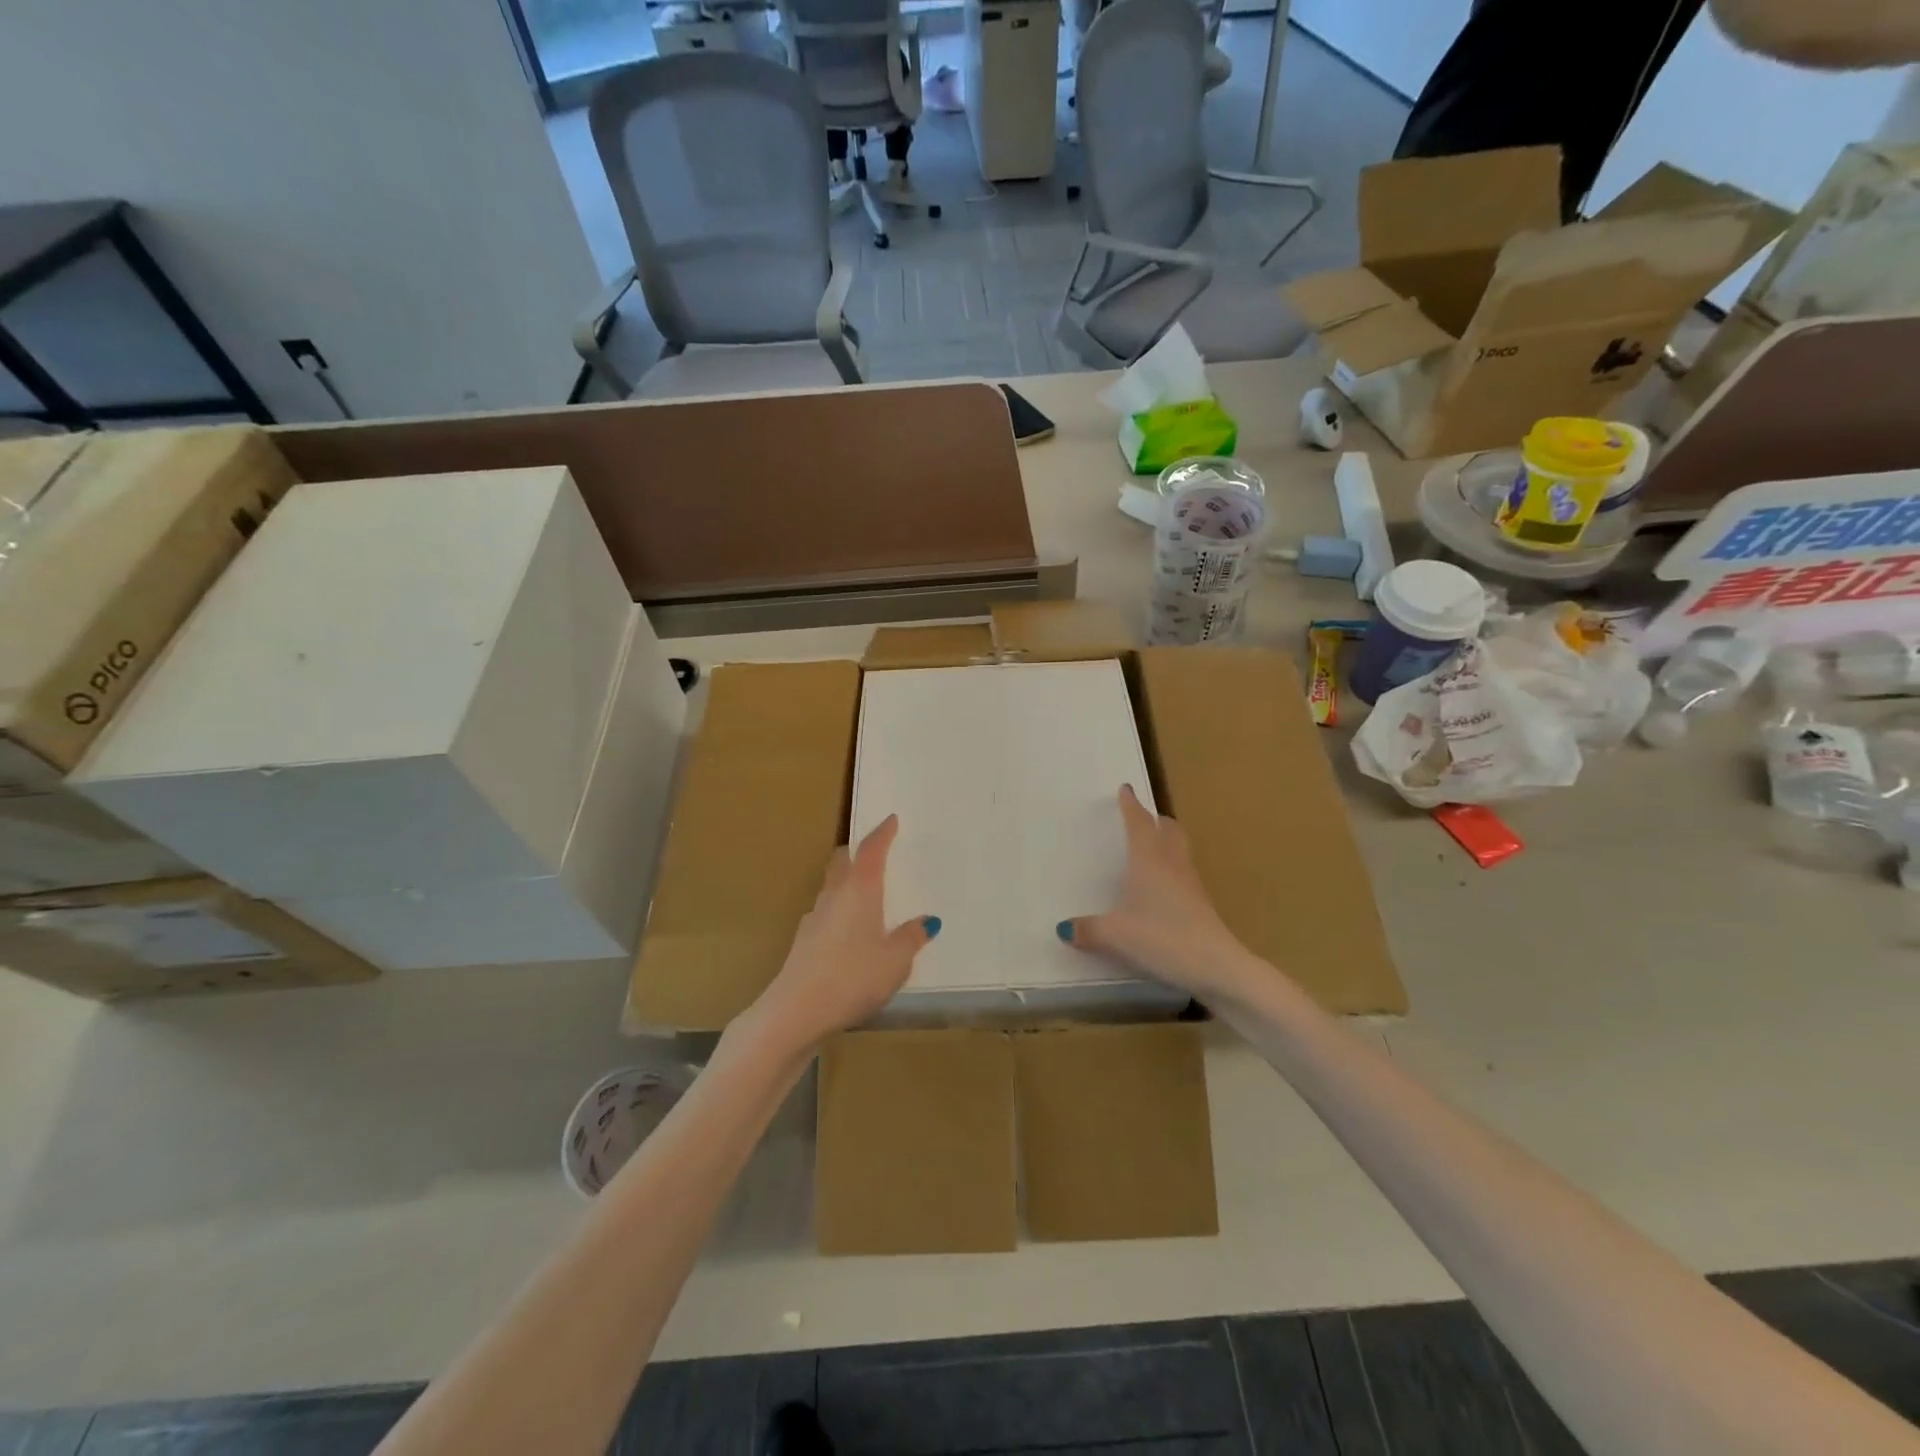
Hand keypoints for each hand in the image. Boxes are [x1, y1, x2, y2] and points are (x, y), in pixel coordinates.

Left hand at [738, 815, 936, 1057]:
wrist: (796, 1010)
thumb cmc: (853, 977)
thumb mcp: (895, 961)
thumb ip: (911, 939)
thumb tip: (927, 921)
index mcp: (860, 890)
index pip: (871, 850)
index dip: (882, 833)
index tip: (891, 820)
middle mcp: (834, 896)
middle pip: (843, 862)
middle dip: (857, 853)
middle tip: (875, 854)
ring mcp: (814, 918)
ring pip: (831, 889)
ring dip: (847, 884)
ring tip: (867, 897)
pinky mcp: (803, 942)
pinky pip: (825, 916)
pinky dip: (839, 914)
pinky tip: (849, 935)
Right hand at [1059, 785, 1259, 1007]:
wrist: (1216, 965)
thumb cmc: (1162, 938)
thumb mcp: (1116, 935)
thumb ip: (1089, 930)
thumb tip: (1064, 928)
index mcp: (1149, 860)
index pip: (1139, 823)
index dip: (1131, 805)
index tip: (1126, 789)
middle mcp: (1171, 864)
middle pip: (1168, 830)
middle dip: (1155, 819)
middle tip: (1143, 816)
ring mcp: (1190, 883)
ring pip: (1179, 849)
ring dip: (1167, 840)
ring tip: (1152, 846)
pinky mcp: (1201, 903)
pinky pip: (1184, 872)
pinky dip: (1172, 867)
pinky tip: (1163, 886)